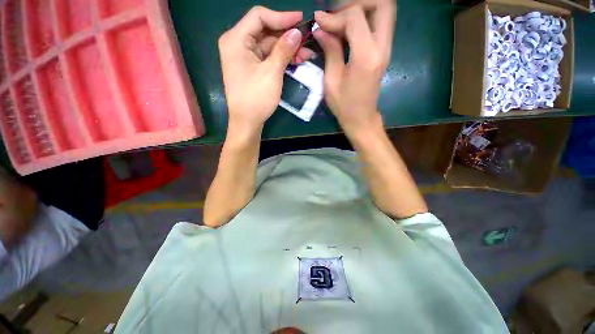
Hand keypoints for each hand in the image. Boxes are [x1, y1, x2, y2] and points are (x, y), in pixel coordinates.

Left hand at [218, 6, 313, 131]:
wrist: (247, 122)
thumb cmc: (256, 98)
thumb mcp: (272, 73)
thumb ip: (283, 50)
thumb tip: (296, 32)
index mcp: (236, 40)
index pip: (259, 17)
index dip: (281, 17)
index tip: (301, 20)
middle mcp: (237, 44)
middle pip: (265, 31)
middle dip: (287, 36)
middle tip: (307, 40)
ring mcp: (244, 57)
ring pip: (269, 45)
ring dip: (287, 49)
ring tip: (306, 53)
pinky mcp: (251, 68)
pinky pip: (268, 57)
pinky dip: (281, 59)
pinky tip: (296, 60)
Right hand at [313, 1, 395, 135]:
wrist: (361, 118)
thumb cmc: (344, 105)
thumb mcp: (331, 80)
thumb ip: (330, 50)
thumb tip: (321, 28)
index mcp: (366, 56)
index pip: (355, 17)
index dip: (334, 15)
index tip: (319, 21)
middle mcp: (382, 47)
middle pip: (381, 3)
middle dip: (357, 3)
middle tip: (337, 14)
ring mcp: (386, 47)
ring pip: (384, 10)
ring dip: (363, 8)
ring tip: (342, 18)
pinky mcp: (384, 50)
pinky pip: (381, 22)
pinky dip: (366, 17)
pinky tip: (349, 27)